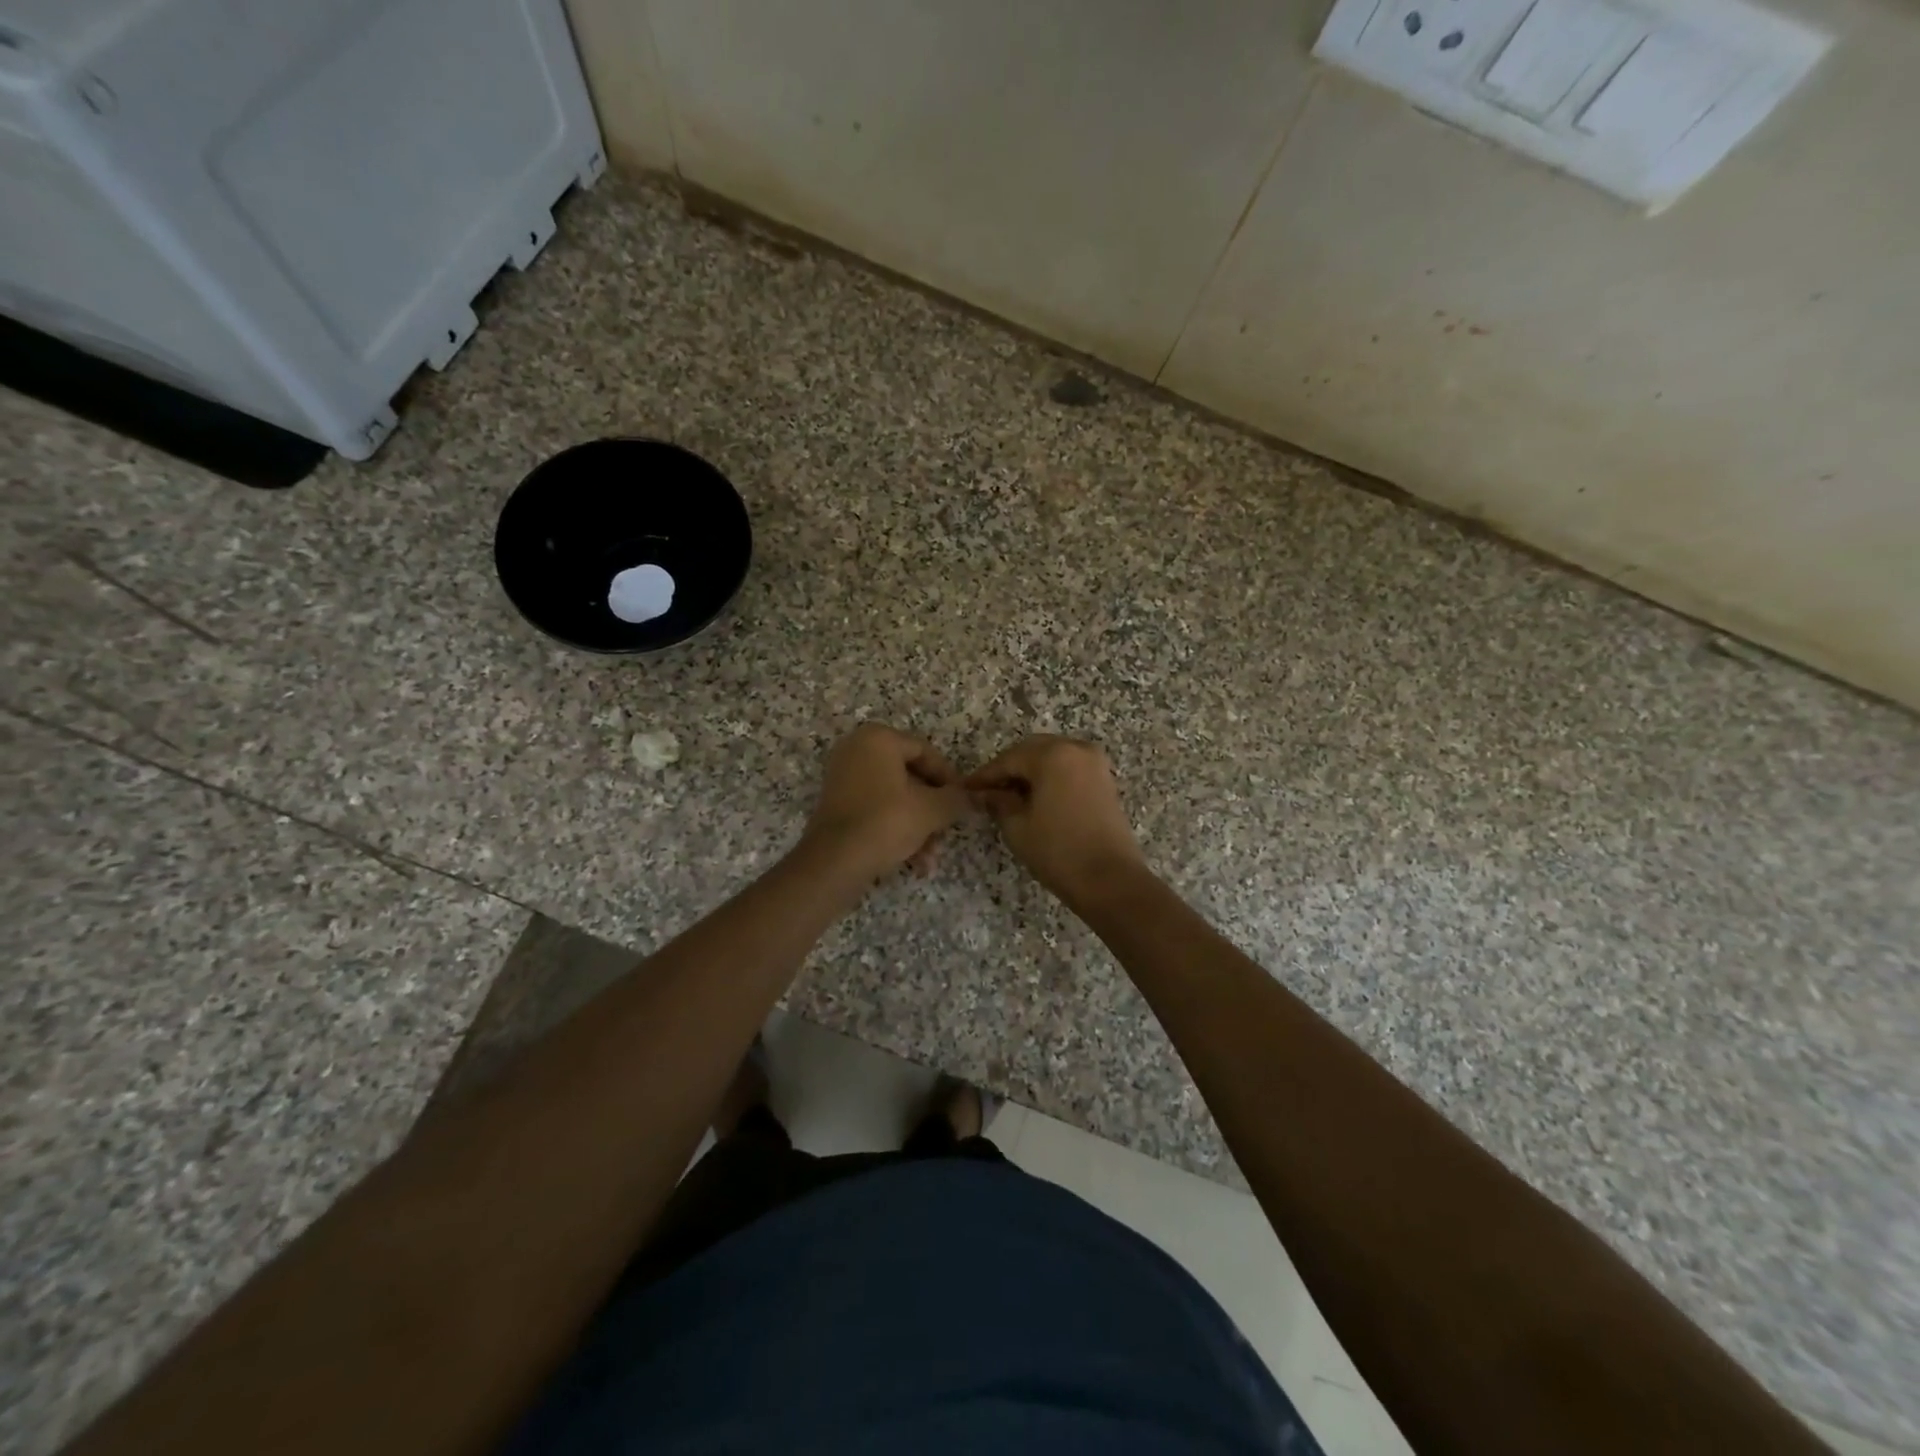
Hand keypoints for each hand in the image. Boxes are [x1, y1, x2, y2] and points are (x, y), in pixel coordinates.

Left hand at [800, 723, 966, 882]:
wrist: (835, 861)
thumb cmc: (886, 822)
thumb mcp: (931, 810)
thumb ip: (957, 799)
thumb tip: (974, 796)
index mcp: (878, 739)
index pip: (925, 752)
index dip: (949, 778)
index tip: (963, 801)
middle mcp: (856, 749)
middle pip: (910, 776)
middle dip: (932, 809)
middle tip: (946, 832)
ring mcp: (843, 776)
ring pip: (894, 797)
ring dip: (917, 825)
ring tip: (930, 857)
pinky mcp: (836, 803)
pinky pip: (875, 808)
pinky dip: (895, 828)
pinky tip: (912, 860)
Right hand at [965, 735, 1146, 904]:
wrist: (1111, 880)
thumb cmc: (1058, 851)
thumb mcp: (1017, 827)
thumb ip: (998, 802)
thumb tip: (985, 793)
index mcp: (1052, 755)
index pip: (1008, 759)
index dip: (985, 775)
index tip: (966, 788)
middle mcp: (1076, 748)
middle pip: (1032, 751)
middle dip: (1008, 768)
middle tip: (986, 791)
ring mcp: (1095, 763)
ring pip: (1052, 757)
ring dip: (1030, 772)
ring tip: (1009, 796)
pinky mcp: (1105, 780)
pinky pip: (1069, 768)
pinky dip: (1050, 777)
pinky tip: (1036, 798)